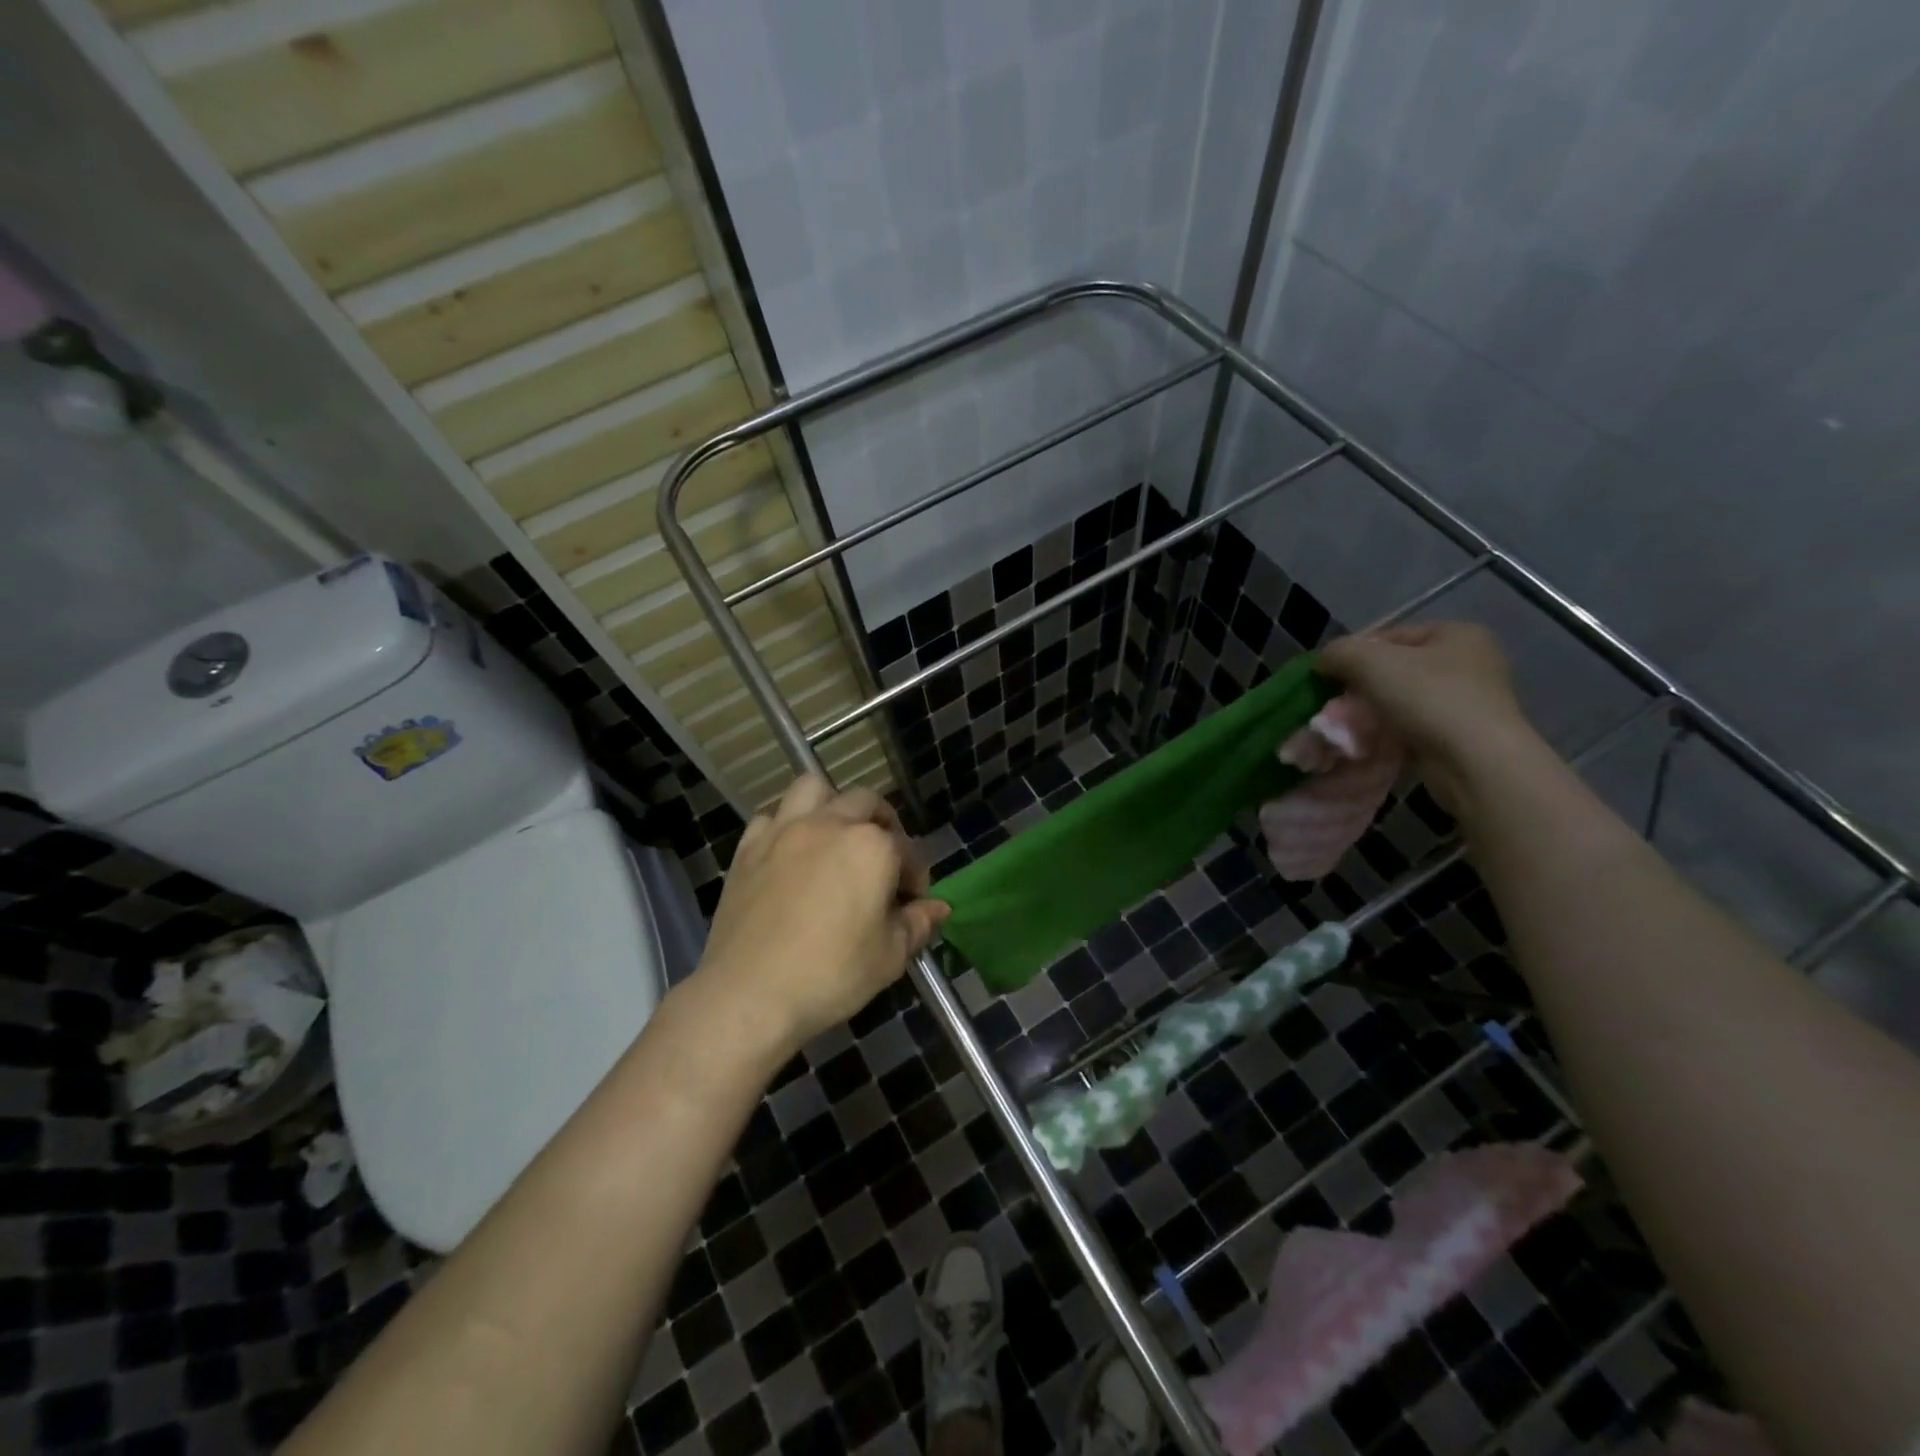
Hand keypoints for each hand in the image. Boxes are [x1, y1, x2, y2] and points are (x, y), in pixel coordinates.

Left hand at [695, 776, 948, 1050]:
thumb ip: (918, 924)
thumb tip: (939, 907)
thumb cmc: (831, 974)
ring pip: (813, 789)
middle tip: (882, 861)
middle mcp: (830, 824)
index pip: (907, 850)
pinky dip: (786, 825)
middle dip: (883, 825)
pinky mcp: (749, 847)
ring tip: (835, 836)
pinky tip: (789, 853)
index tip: (912, 904)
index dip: (915, 877)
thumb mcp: (889, 957)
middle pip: (866, 803)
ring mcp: (785, 830)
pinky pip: (771, 816)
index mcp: (872, 847)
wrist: (749, 994)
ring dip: (831, 805)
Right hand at [1318, 622, 1538, 809]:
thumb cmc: (1428, 699)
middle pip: (1395, 668)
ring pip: (1402, 699)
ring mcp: (1469, 700)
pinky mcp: (1462, 734)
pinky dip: (1389, 732)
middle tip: (1336, 705)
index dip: (1353, 653)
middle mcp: (1470, 662)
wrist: (1475, 763)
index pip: (1390, 635)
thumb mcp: (1371, 662)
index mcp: (1457, 634)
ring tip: (1349, 727)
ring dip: (1372, 712)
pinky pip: (1413, 725)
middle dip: (1361, 686)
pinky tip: (1371, 742)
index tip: (1328, 677)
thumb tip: (1322, 661)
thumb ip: (1339, 652)